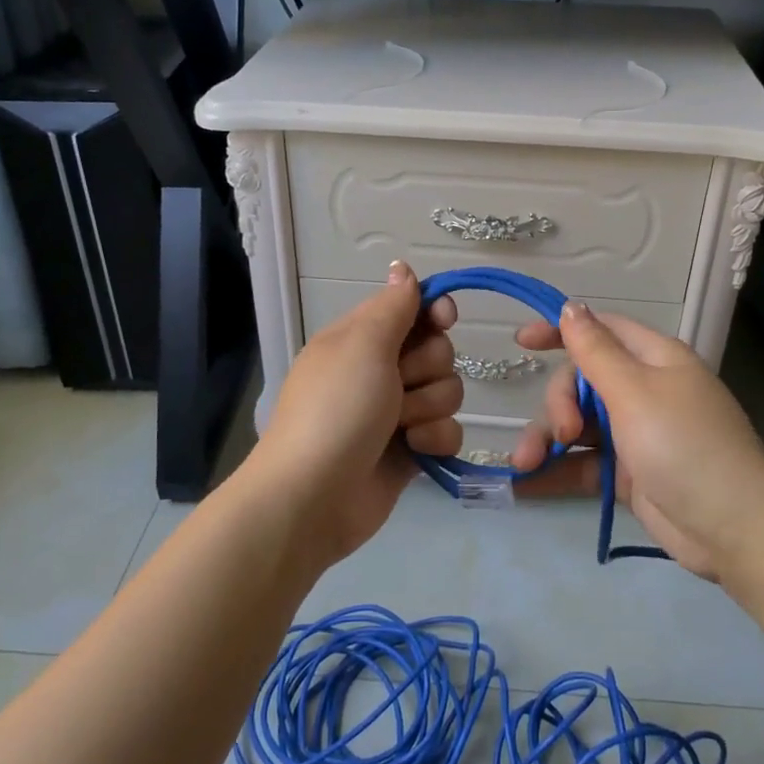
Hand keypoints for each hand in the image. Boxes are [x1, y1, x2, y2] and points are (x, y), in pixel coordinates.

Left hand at [247, 261, 460, 565]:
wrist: (314, 497)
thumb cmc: (336, 409)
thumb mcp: (362, 345)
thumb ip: (393, 306)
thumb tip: (402, 267)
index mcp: (361, 339)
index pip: (412, 309)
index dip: (433, 312)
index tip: (444, 318)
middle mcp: (380, 370)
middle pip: (438, 350)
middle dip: (428, 367)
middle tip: (399, 384)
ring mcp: (397, 412)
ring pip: (448, 390)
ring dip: (430, 406)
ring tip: (401, 426)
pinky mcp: (412, 449)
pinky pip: (448, 430)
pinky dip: (435, 439)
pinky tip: (414, 450)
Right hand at [508, 304, 763, 581]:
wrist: (733, 529)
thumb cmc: (684, 445)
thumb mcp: (634, 392)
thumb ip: (595, 351)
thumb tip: (571, 307)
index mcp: (654, 359)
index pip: (600, 331)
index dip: (560, 331)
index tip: (521, 342)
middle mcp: (644, 390)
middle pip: (582, 381)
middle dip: (558, 403)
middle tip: (562, 432)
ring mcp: (636, 434)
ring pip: (578, 424)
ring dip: (547, 440)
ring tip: (524, 464)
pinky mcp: (629, 473)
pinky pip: (583, 462)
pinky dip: (556, 470)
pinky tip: (524, 484)